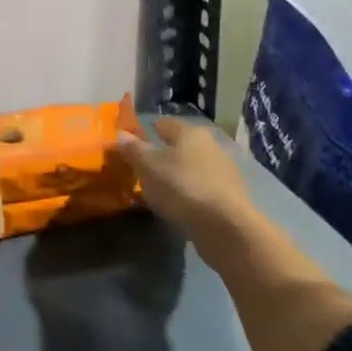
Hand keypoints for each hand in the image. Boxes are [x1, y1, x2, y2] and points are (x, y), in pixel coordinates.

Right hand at [116, 117, 256, 243]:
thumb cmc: (182, 187)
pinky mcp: (230, 197)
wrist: (226, 227)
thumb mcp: (148, 166)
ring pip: (192, 168)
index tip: (131, 144)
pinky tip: (178, 206)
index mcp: (190, 133)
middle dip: (162, 155)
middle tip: (141, 169)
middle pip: (180, 146)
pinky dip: (189, 194)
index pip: (164, 124)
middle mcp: (211, 146)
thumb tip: (120, 133)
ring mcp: (224, 172)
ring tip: (157, 191)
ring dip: (176, 176)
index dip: (146, 131)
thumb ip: (133, 149)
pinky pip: (201, 189)